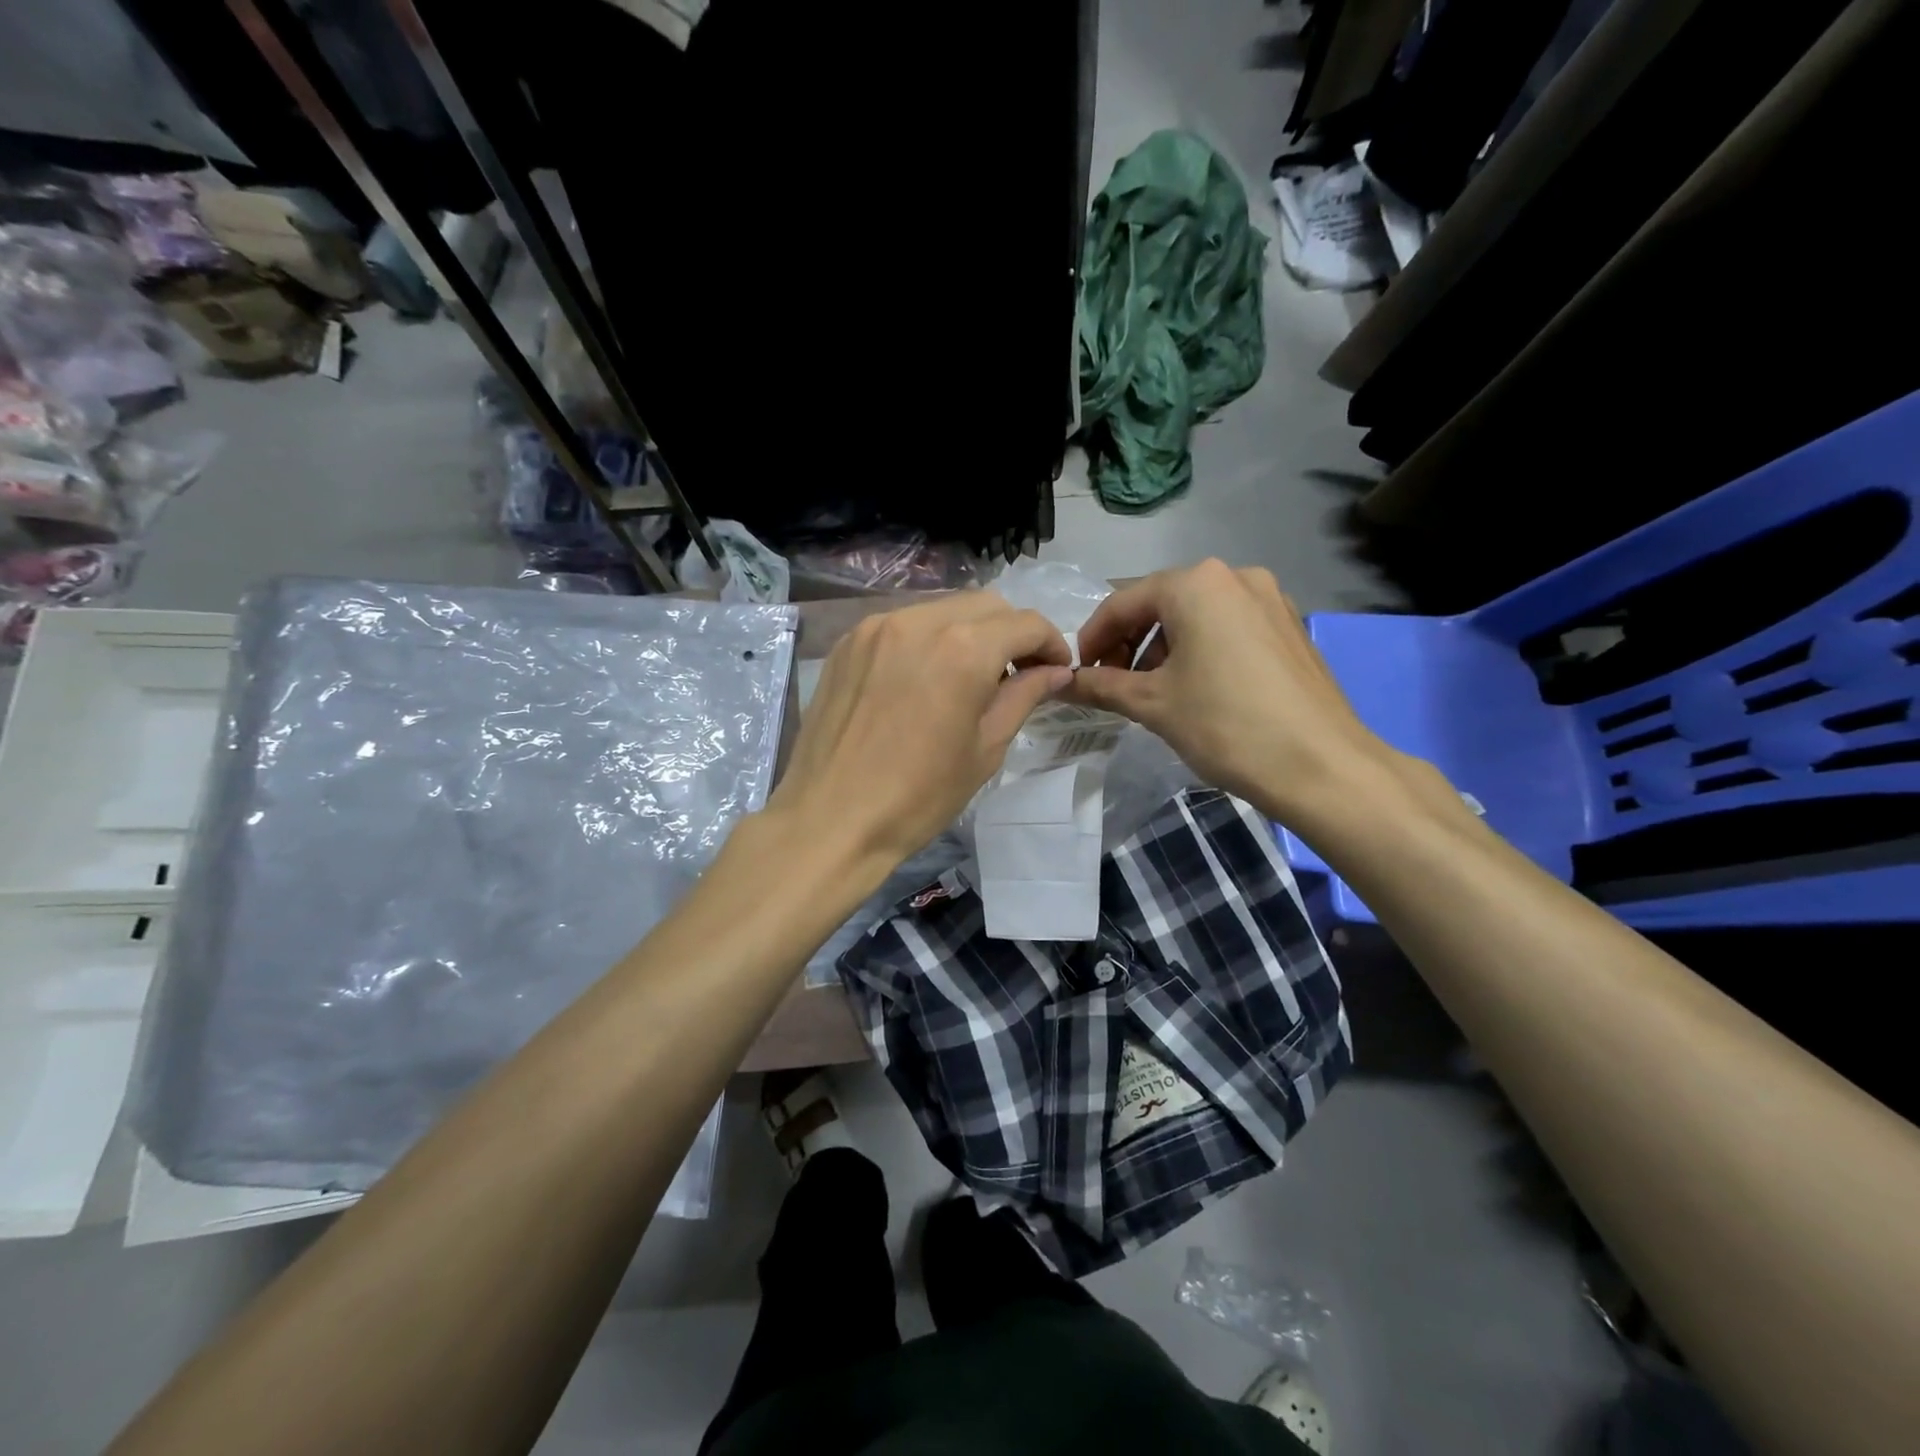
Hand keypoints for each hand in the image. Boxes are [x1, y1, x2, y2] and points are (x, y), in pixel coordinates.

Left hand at [765, 593, 1073, 872]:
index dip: (1051, 644)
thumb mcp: (984, 749)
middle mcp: (919, 622)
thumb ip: (1022, 697)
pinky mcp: (848, 642)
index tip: (1054, 671)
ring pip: (941, 610)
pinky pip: (902, 625)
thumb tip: (1055, 672)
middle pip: (985, 606)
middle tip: (1015, 675)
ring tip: (968, 678)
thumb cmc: (918, 797)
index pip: (1025, 624)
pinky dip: (926, 640)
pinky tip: (923, 679)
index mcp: (963, 650)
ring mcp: (876, 627)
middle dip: (1011, 633)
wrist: (830, 820)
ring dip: (968, 633)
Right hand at [1066, 560, 1399, 825]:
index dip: (1092, 638)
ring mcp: (1270, 598)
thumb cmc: (1225, 725)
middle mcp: (1235, 576)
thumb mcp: (1152, 704)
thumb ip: (1101, 686)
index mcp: (1197, 584)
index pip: (1123, 602)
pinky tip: (1196, 688)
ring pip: (1196, 615)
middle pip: (1161, 603)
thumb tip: (1061, 683)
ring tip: (1153, 691)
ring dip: (1163, 648)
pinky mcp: (1289, 626)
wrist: (1322, 766)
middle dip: (1128, 643)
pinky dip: (1200, 650)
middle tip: (1112, 684)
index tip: (1078, 673)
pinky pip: (1228, 627)